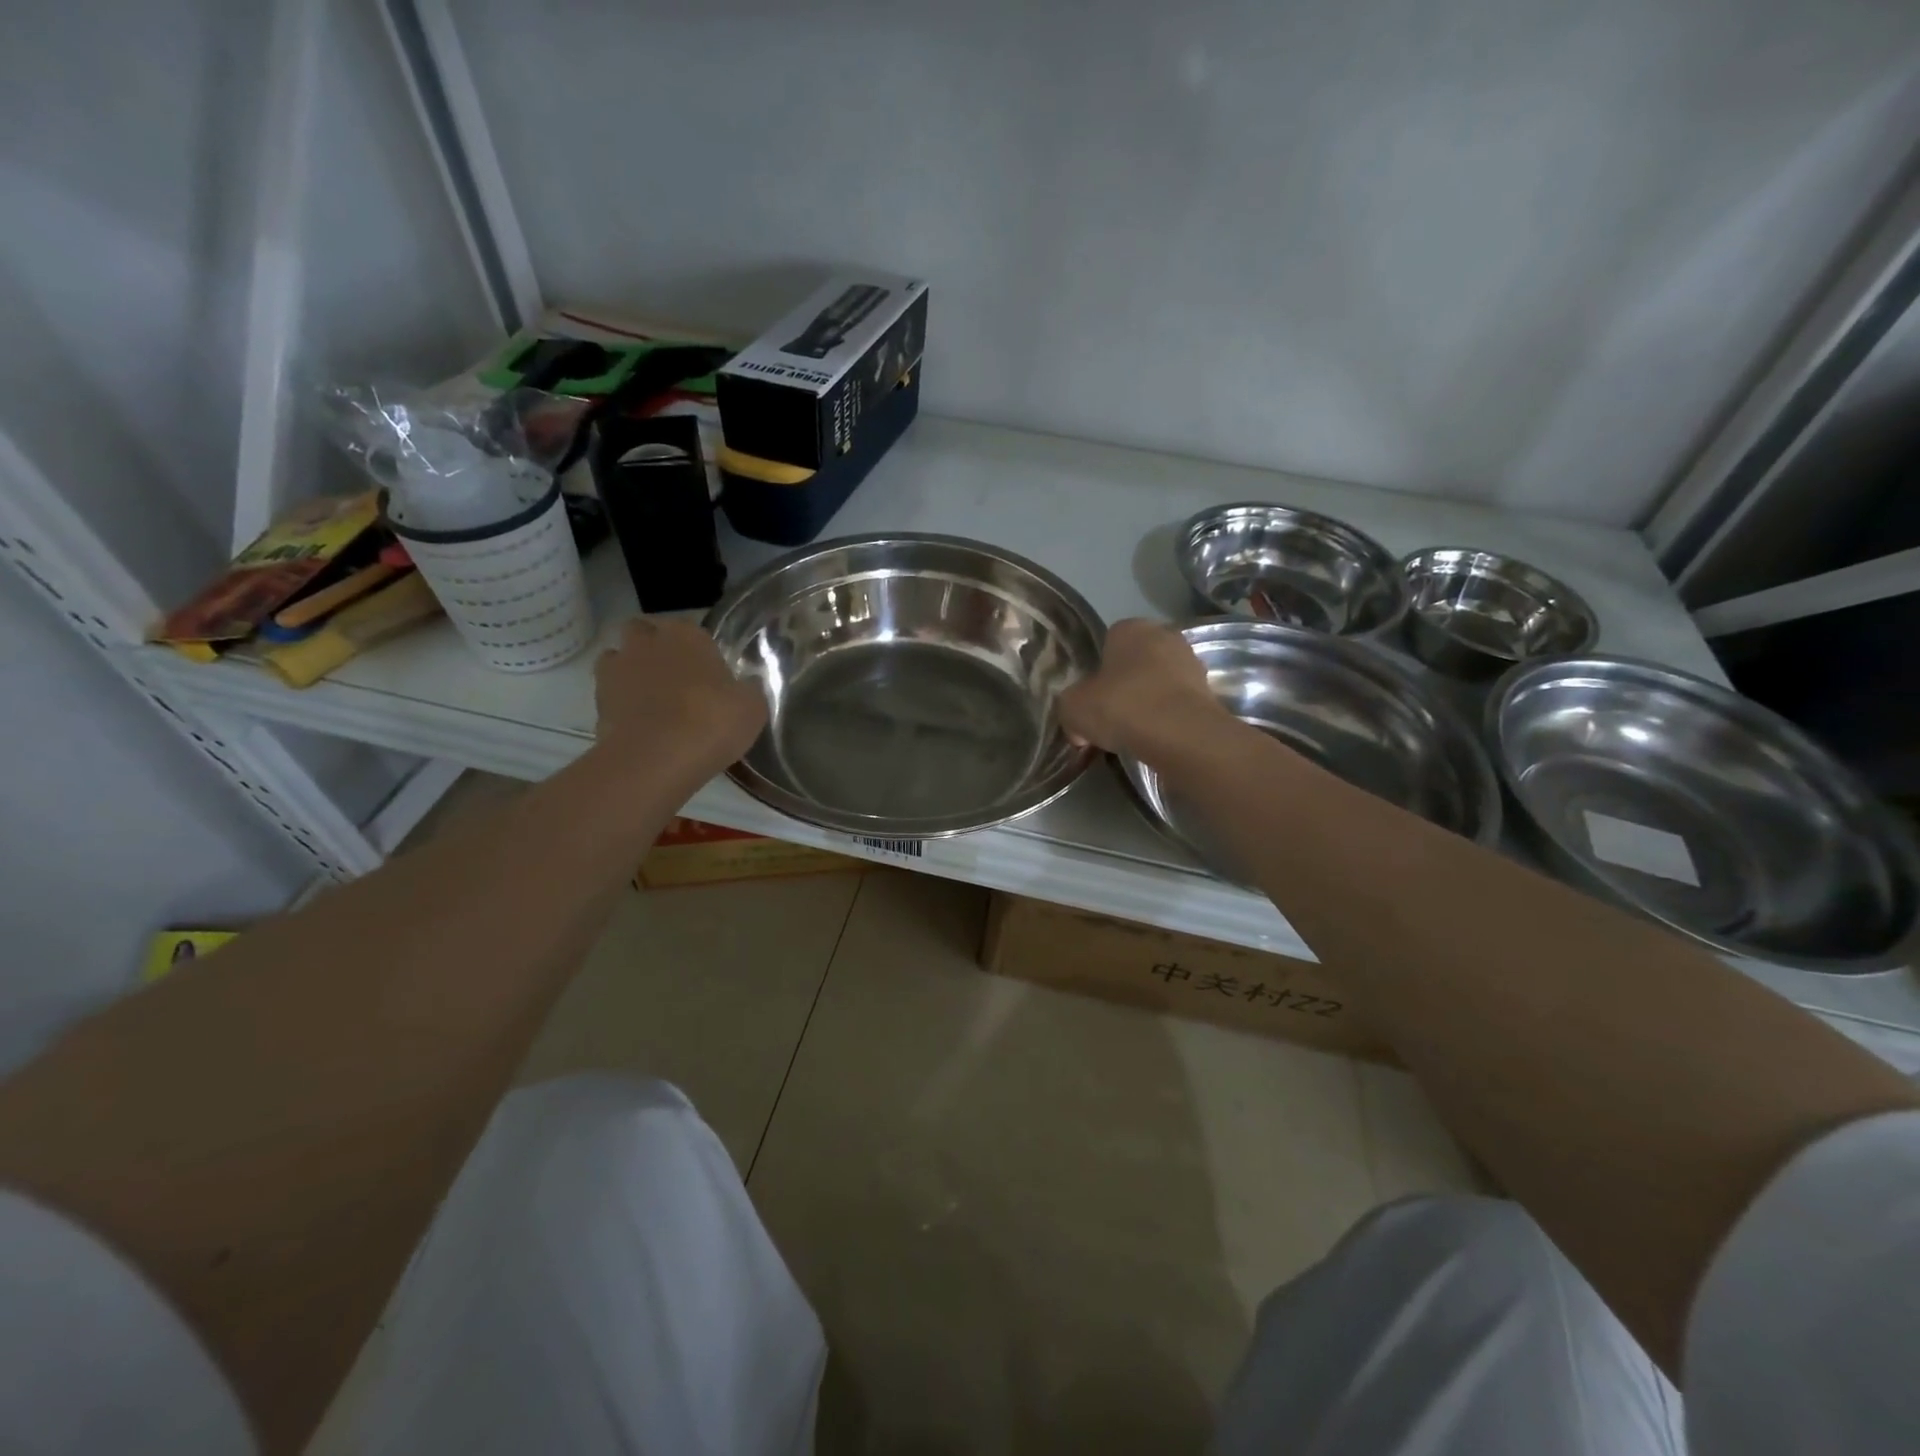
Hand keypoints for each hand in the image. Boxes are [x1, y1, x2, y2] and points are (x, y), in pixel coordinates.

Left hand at [594, 618, 766, 774]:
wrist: (656, 759)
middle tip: (675, 678)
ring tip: (652, 701)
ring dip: (631, 672)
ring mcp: (616, 670)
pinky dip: (621, 704)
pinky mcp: (597, 701)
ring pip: (619, 659)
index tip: (706, 668)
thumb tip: (747, 684)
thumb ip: (748, 690)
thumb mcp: (752, 707)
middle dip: (654, 648)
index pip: (687, 627)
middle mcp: (647, 643)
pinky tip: (640, 724)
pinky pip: (610, 694)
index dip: (695, 646)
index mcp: (687, 635)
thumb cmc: (712, 722)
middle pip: (643, 632)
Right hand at [1059, 618, 1230, 759]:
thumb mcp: (1073, 708)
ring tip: (1132, 732)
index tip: (1091, 698)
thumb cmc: (1122, 707)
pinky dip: (1166, 717)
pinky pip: (1176, 703)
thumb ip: (1070, 707)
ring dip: (1147, 701)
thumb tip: (1078, 725)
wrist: (1181, 735)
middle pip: (1136, 661)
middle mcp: (1165, 635)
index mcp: (1131, 628)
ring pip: (1158, 682)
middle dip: (1124, 684)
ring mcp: (1191, 663)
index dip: (1097, 671)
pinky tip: (1155, 738)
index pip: (1108, 642)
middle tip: (1110, 715)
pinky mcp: (1209, 692)